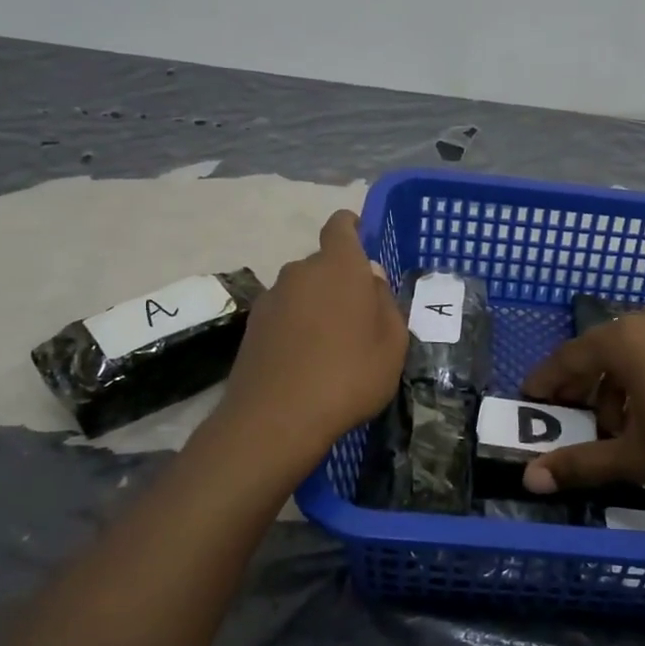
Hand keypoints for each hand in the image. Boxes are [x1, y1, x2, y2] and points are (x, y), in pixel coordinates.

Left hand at [221, 211, 406, 458]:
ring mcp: (271, 298)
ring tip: (332, 345)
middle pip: (323, 264)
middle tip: (359, 316)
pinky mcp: (252, 326)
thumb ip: (386, 303)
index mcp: (339, 266)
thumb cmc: (349, 375)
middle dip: (340, 280)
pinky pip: (284, 315)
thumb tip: (371, 279)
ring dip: (317, 306)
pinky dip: (296, 327)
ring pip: (302, 291)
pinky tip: (306, 361)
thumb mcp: (392, 344)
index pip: (340, 226)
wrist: (276, 419)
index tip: (361, 240)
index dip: (351, 227)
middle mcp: (300, 271)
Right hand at [520, 307, 644, 509]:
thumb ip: (580, 464)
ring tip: (625, 429)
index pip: (571, 356)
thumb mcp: (634, 459)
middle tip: (577, 419)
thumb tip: (529, 481)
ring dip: (621, 386)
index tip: (530, 397)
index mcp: (627, 340)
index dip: (548, 379)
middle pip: (605, 350)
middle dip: (586, 385)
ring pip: (638, 353)